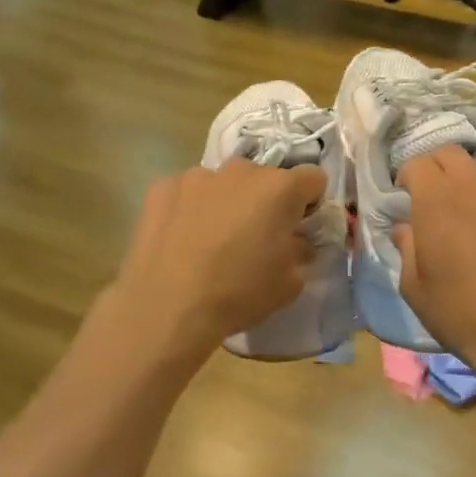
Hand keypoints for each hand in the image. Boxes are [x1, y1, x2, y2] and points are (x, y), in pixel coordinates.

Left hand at [109, 159, 328, 367]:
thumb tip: (296, 242)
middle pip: (264, 179)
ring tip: (212, 242)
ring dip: (226, 203)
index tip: (299, 226)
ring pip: (223, 184)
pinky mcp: (162, 187)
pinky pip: (187, 193)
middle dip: (265, 202)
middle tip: (254, 238)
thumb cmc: (238, 293)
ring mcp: (197, 175)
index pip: (313, 178)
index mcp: (279, 188)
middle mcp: (240, 171)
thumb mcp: (289, 284)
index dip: (310, 202)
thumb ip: (300, 252)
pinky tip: (181, 241)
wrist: (167, 306)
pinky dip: (189, 209)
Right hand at [393, 150, 475, 389]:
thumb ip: (406, 248)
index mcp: (439, 200)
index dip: (407, 177)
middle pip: (453, 156)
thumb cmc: (462, 315)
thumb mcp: (414, 288)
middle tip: (434, 202)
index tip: (404, 199)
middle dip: (437, 171)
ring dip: (474, 196)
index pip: (417, 163)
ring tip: (475, 234)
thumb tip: (406, 229)